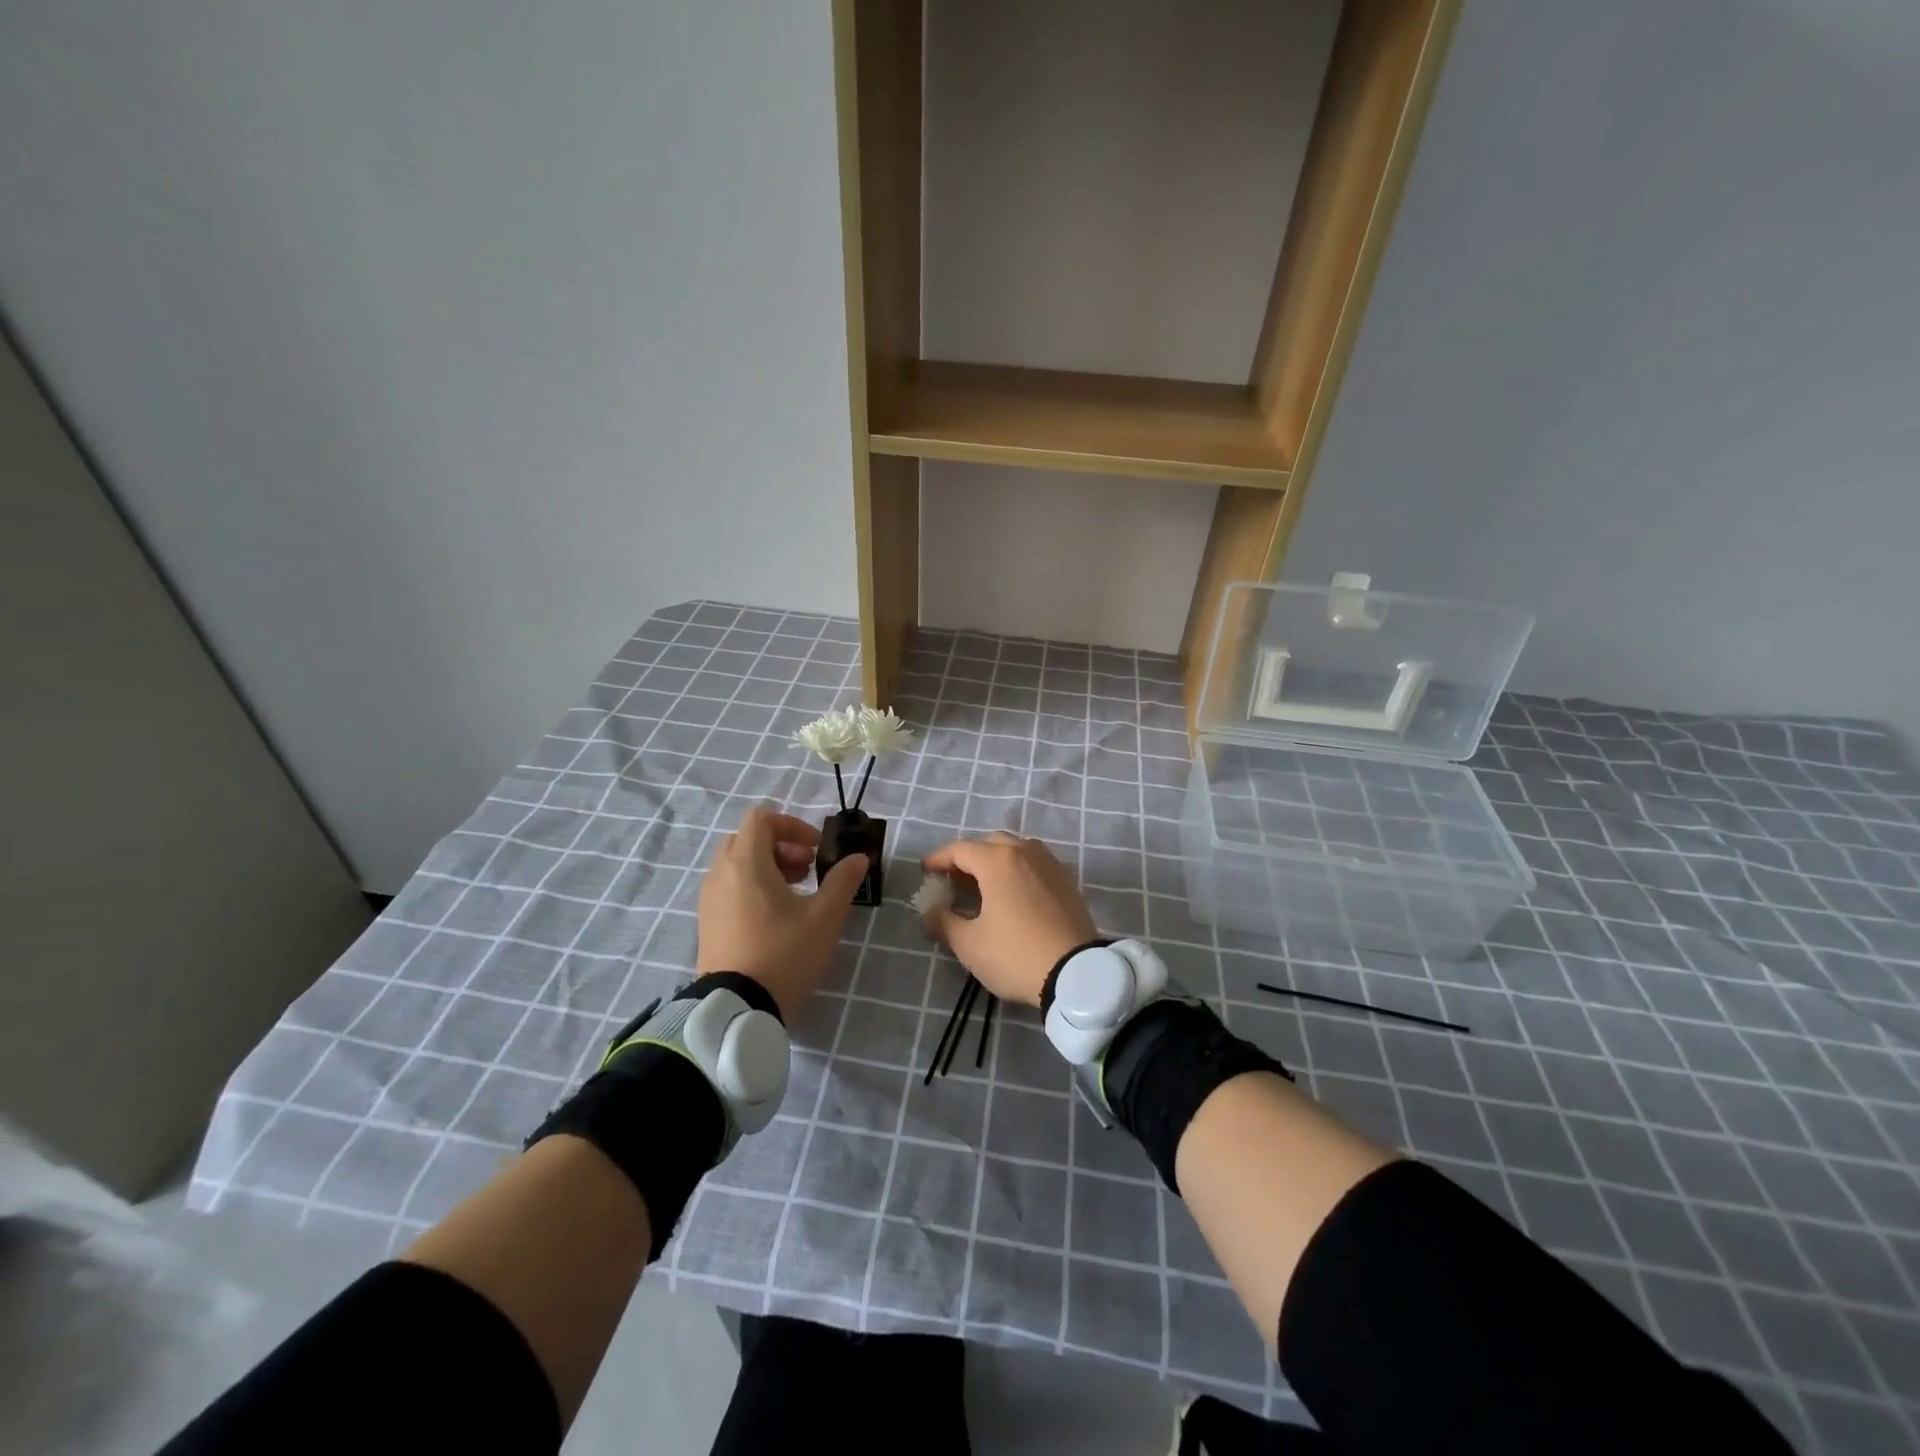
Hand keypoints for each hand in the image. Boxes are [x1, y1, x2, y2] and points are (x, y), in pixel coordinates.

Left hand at [696, 806, 867, 1021]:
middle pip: (749, 840)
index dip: (793, 826)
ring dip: (769, 868)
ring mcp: (709, 900)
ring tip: (797, 896)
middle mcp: (721, 874)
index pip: (762, 819)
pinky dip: (753, 888)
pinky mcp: (707, 924)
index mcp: (746, 863)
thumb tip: (858, 858)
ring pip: (738, 865)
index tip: (816, 850)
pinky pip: (729, 888)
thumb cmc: (784, 954)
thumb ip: (842, 881)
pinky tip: (776, 919)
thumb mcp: (824, 917)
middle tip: (809, 871)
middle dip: (782, 847)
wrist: (737, 1010)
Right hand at [920, 833, 1098, 1005]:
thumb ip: (943, 922)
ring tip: (984, 883)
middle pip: (990, 843)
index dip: (938, 859)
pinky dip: (1019, 868)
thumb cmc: (1016, 954)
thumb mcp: (969, 944)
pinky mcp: (1068, 880)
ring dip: (996, 859)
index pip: (960, 849)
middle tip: (954, 878)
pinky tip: (1014, 892)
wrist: (1078, 973)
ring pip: (1017, 849)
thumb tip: (930, 912)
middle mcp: (1025, 852)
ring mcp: (1050, 864)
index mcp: (998, 861)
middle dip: (968, 856)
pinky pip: (1036, 863)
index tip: (925, 870)